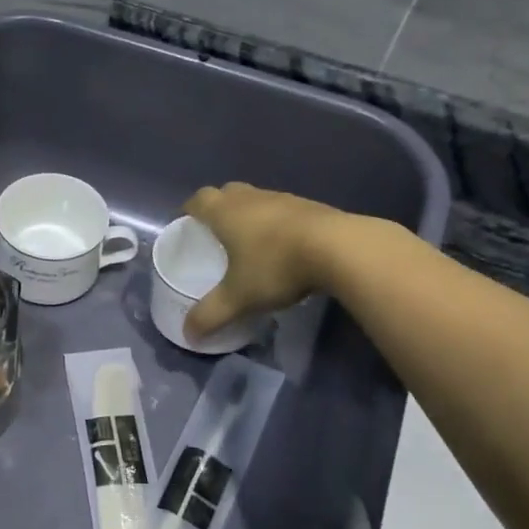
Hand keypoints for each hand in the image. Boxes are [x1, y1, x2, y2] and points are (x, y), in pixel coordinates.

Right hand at [182, 183, 339, 340]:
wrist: (342, 249)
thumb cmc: (276, 266)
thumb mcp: (238, 298)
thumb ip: (210, 315)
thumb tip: (188, 335)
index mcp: (226, 212)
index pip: (198, 200)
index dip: (189, 210)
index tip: (186, 225)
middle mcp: (251, 198)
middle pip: (227, 193)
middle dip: (218, 209)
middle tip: (216, 234)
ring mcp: (285, 199)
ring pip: (258, 200)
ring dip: (250, 215)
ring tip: (251, 243)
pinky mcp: (313, 207)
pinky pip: (285, 211)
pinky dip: (278, 224)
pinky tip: (284, 248)